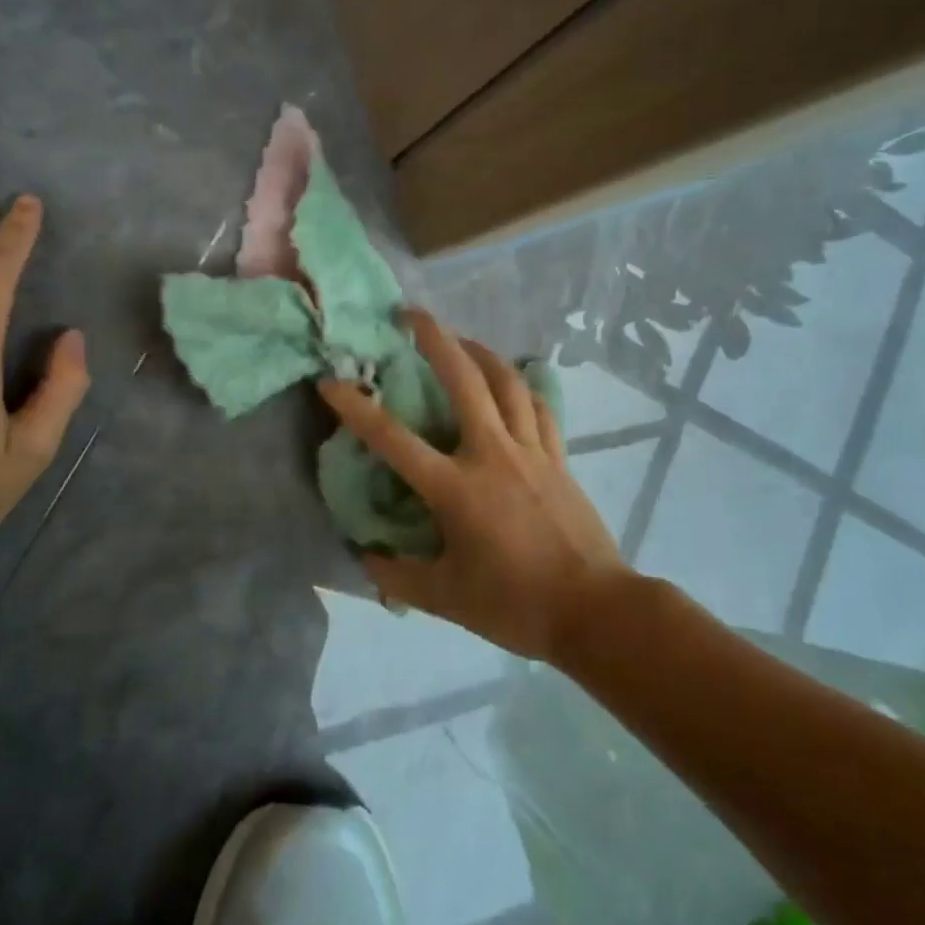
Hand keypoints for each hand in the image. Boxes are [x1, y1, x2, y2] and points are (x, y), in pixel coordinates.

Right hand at [319, 310, 626, 659]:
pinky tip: (513, 384)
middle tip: (412, 314)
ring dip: (481, 352)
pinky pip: (541, 409)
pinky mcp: (560, 458)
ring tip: (461, 339)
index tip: (330, 382)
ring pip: (508, 383)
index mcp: (456, 488)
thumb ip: (398, 577)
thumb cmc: (515, 605)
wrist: (594, 610)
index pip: (393, 440)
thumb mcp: (445, 598)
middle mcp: (493, 454)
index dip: (356, 408)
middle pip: (464, 381)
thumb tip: (367, 557)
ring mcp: (532, 451)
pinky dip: (523, 388)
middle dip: (436, 339)